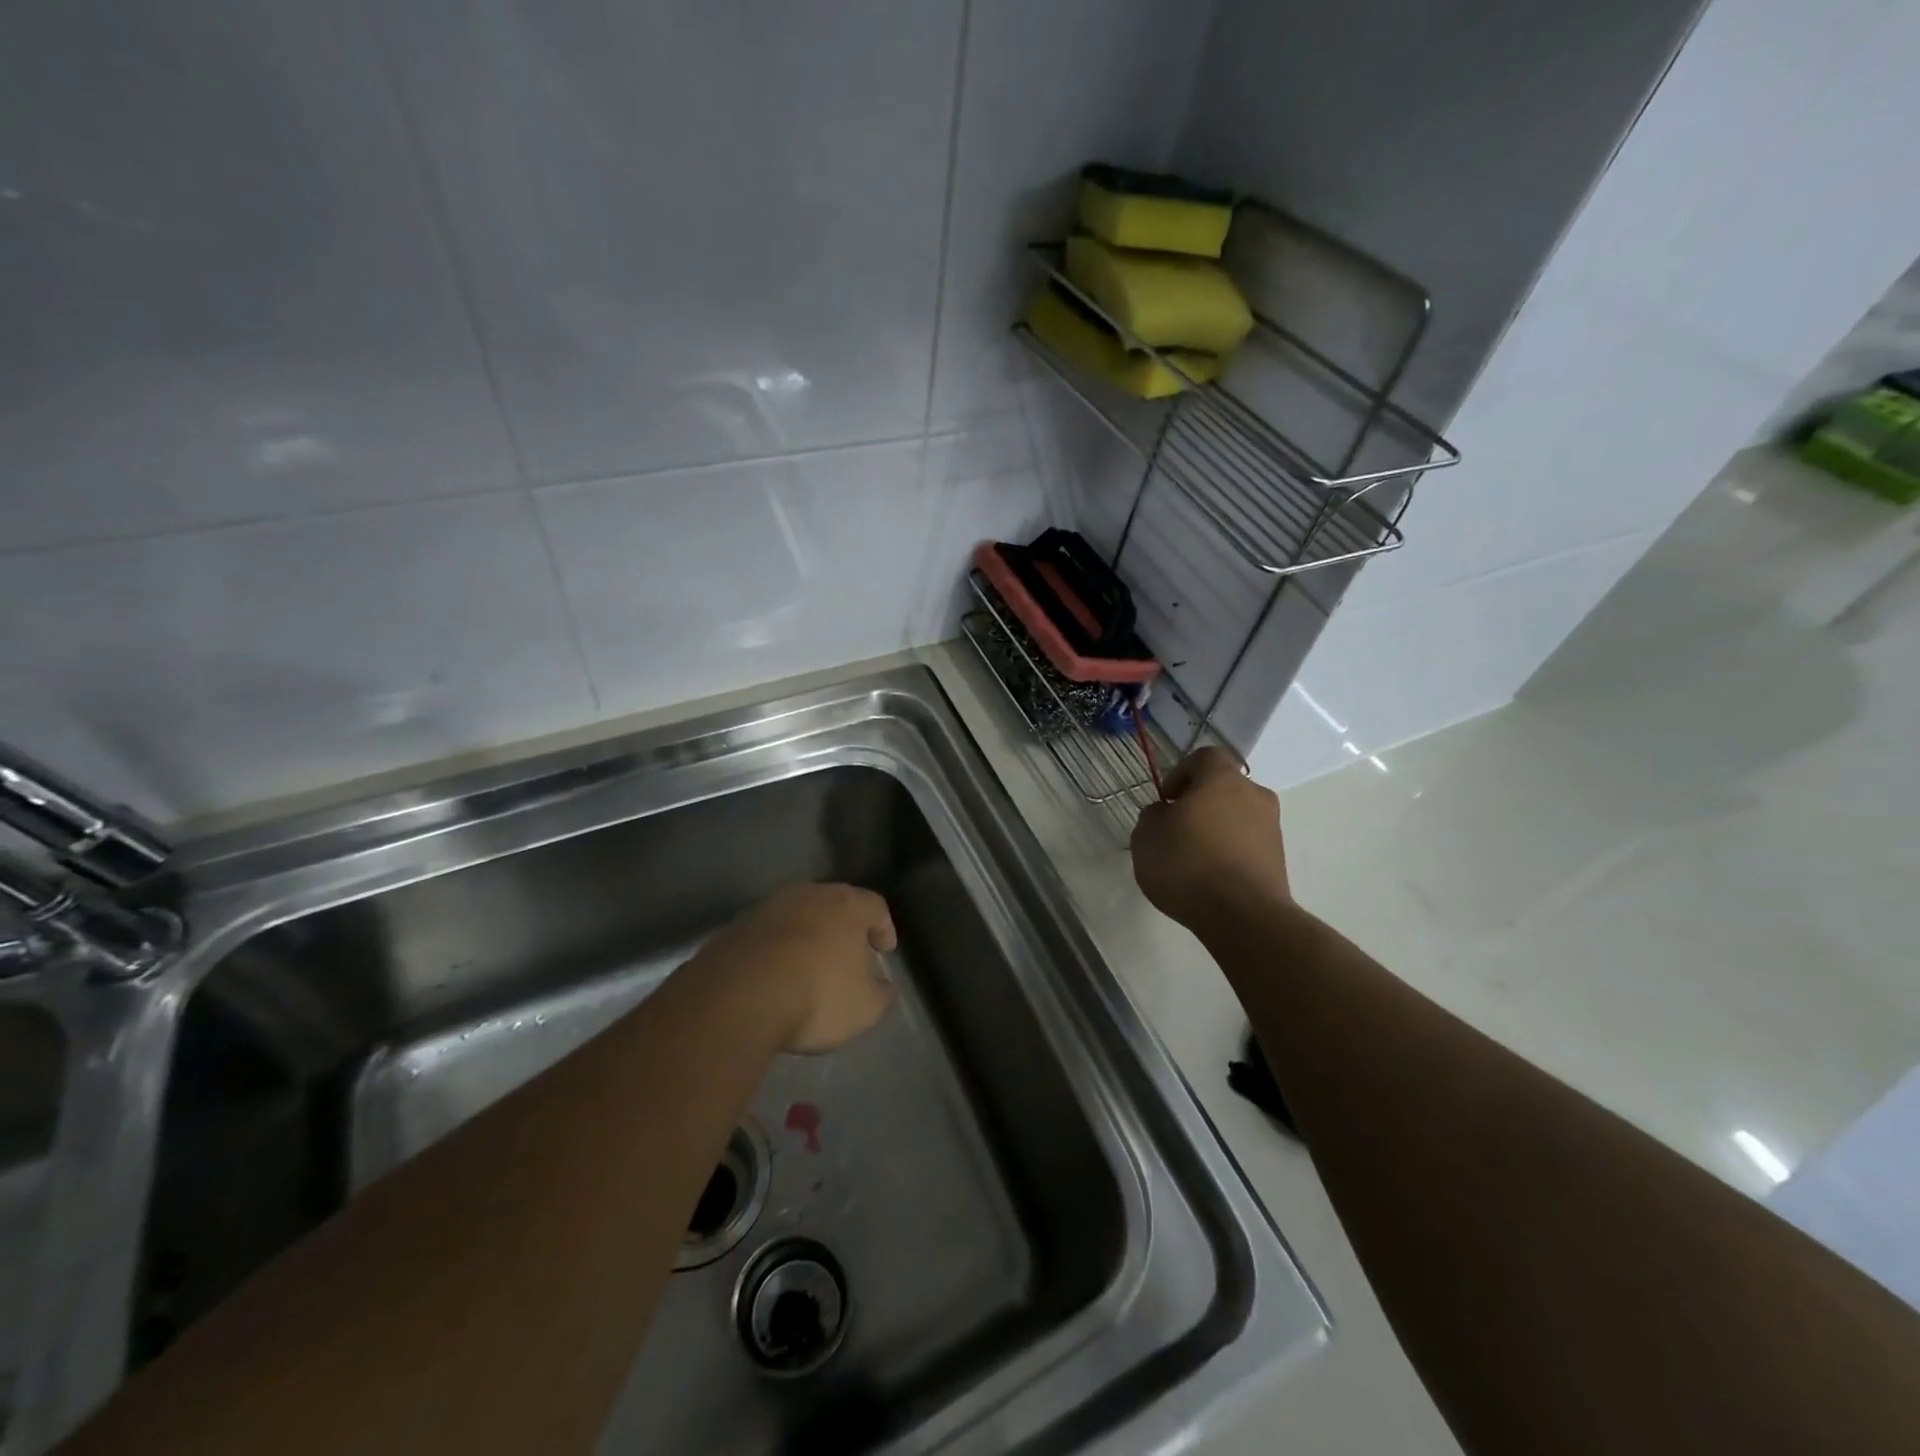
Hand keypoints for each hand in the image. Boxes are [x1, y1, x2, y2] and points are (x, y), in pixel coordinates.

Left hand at [698, 883, 897, 1053]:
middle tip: (847, 955)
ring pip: (796, 916)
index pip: (875, 906)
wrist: (737, 998)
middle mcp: (808, 895)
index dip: (883, 927)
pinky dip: (774, 951)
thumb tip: (883, 988)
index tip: (884, 950)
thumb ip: (881, 994)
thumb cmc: (816, 995)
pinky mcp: (734, 927)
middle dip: (842, 928)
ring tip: (807, 968)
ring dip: (805, 937)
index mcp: (846, 905)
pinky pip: (765, 935)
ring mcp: (767, 908)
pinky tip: (773, 978)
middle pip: (833, 904)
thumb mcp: (864, 1008)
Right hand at [1130, 746, 1290, 926]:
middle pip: (1223, 788)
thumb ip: (1152, 816)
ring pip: (1237, 817)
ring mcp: (1271, 828)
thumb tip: (1165, 814)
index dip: (1182, 771)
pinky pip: (1246, 844)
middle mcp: (1253, 795)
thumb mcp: (1146, 837)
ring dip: (1216, 829)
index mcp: (1222, 779)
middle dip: (1199, 803)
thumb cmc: (1188, 864)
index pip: (1205, 756)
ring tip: (1191, 858)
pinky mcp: (1278, 860)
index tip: (1167, 799)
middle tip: (1176, 828)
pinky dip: (1229, 853)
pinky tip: (1209, 878)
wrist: (1243, 916)